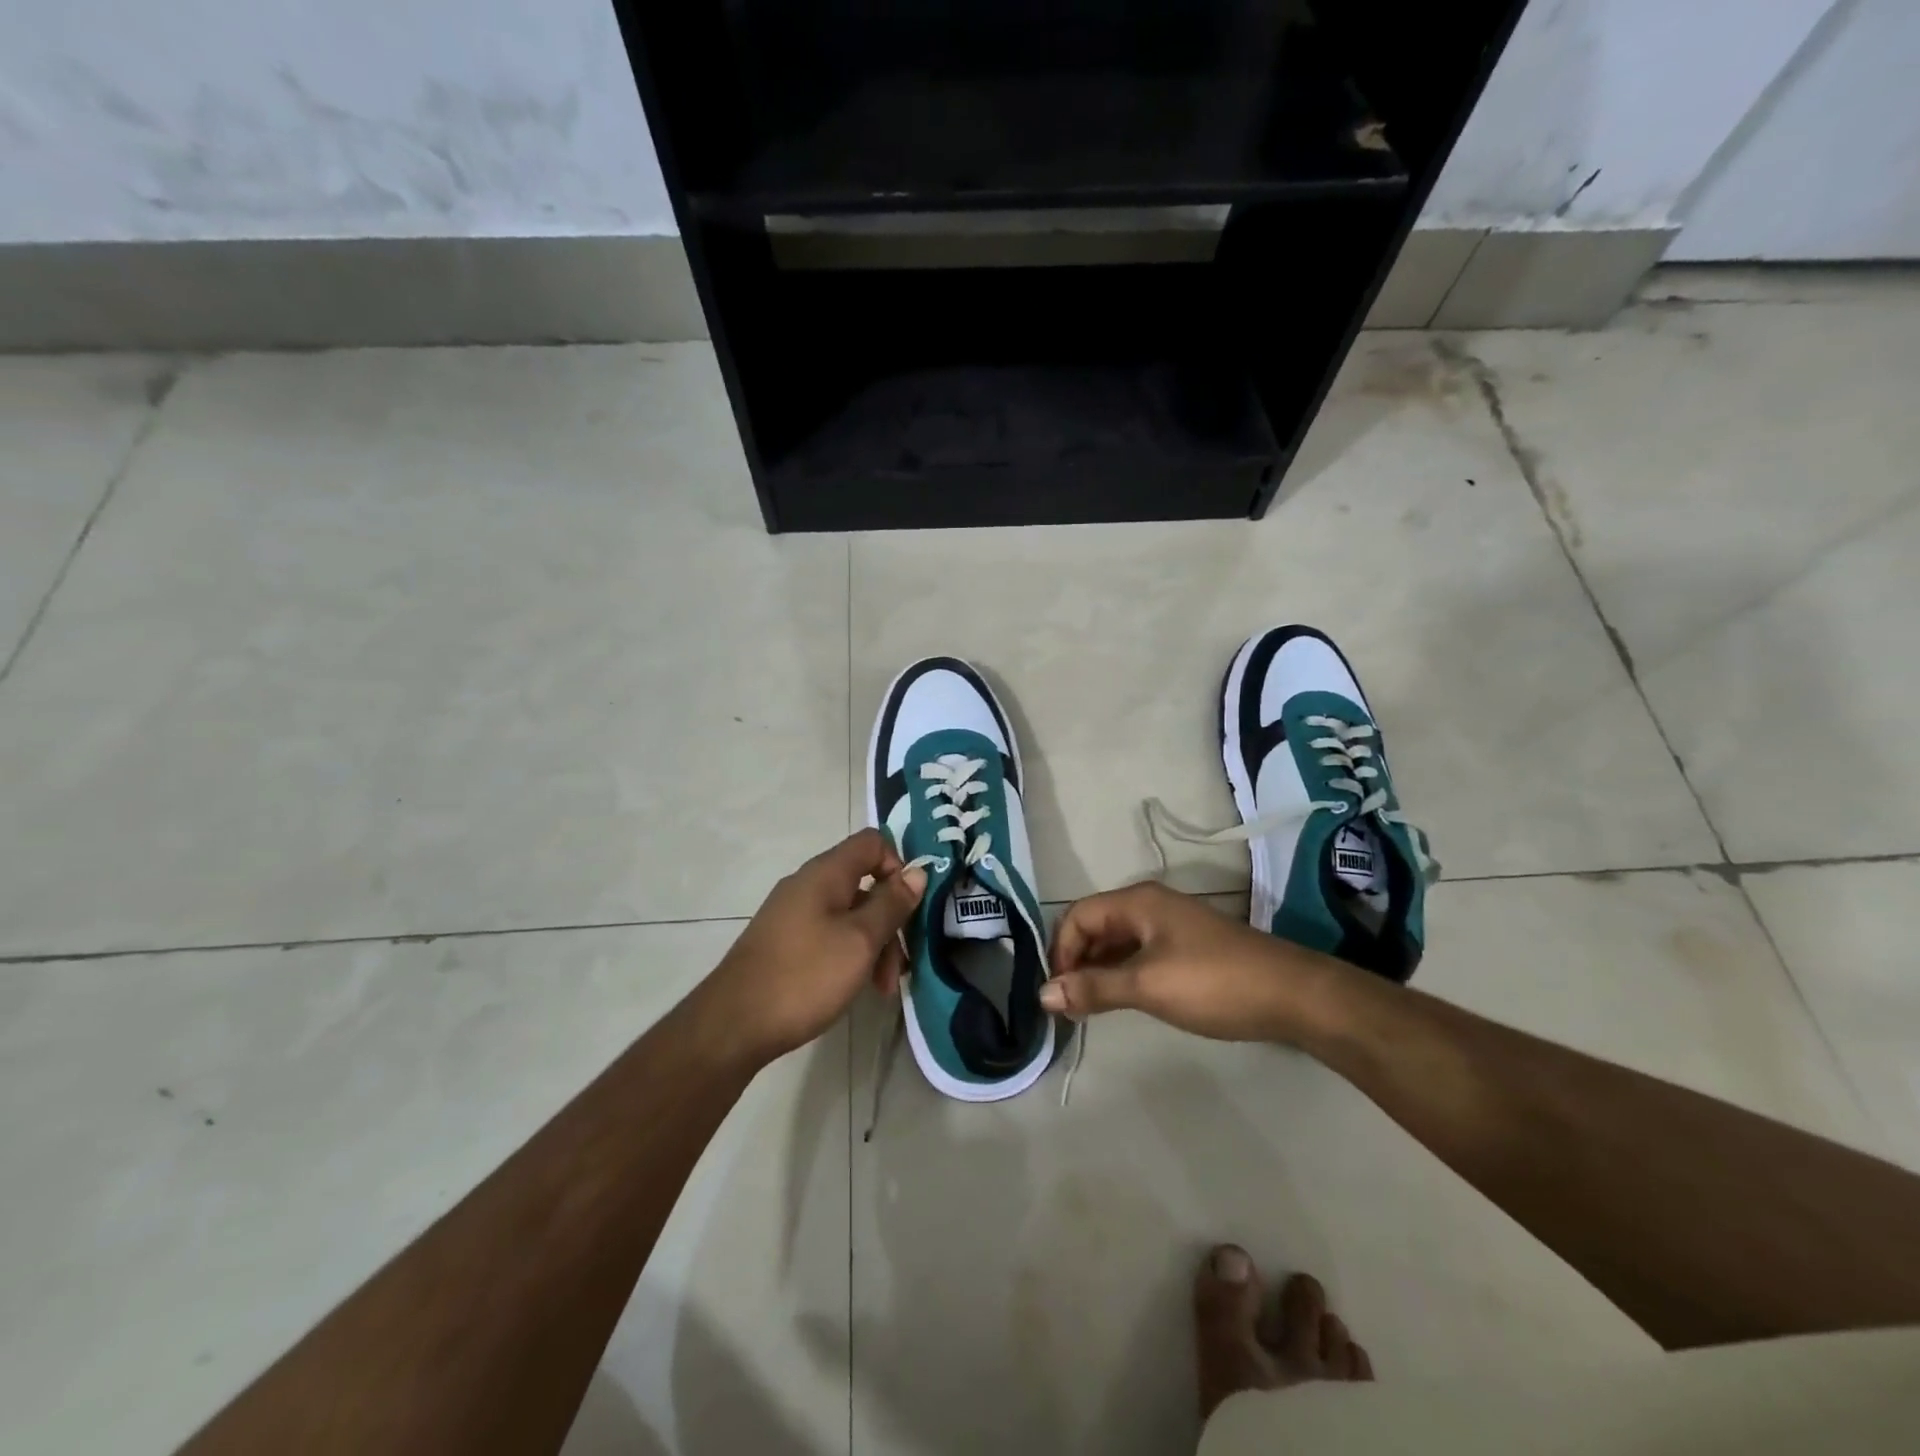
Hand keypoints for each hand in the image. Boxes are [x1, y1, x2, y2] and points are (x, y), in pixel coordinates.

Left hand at [698, 829, 925, 1066]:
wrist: (734, 1024)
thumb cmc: (805, 975)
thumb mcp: (860, 940)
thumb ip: (892, 904)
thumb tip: (917, 873)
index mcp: (826, 873)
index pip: (872, 843)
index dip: (898, 866)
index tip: (910, 907)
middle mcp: (808, 885)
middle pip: (864, 884)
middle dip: (890, 920)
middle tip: (901, 966)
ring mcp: (793, 914)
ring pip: (849, 915)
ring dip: (873, 945)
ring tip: (882, 989)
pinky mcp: (785, 942)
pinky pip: (829, 935)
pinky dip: (849, 955)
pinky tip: (855, 987)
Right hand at [1042, 881, 1337, 1042]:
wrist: (1292, 995)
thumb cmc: (1213, 983)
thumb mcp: (1147, 986)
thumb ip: (1094, 988)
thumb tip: (1043, 994)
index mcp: (1137, 902)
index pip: (1078, 916)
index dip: (1061, 951)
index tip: (1058, 993)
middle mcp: (1149, 905)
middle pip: (1095, 925)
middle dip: (1076, 961)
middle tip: (1069, 1004)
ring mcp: (1170, 926)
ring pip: (1117, 942)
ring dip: (1098, 970)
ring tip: (1088, 1007)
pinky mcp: (1186, 948)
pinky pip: (1138, 954)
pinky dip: (1122, 974)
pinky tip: (1121, 1000)